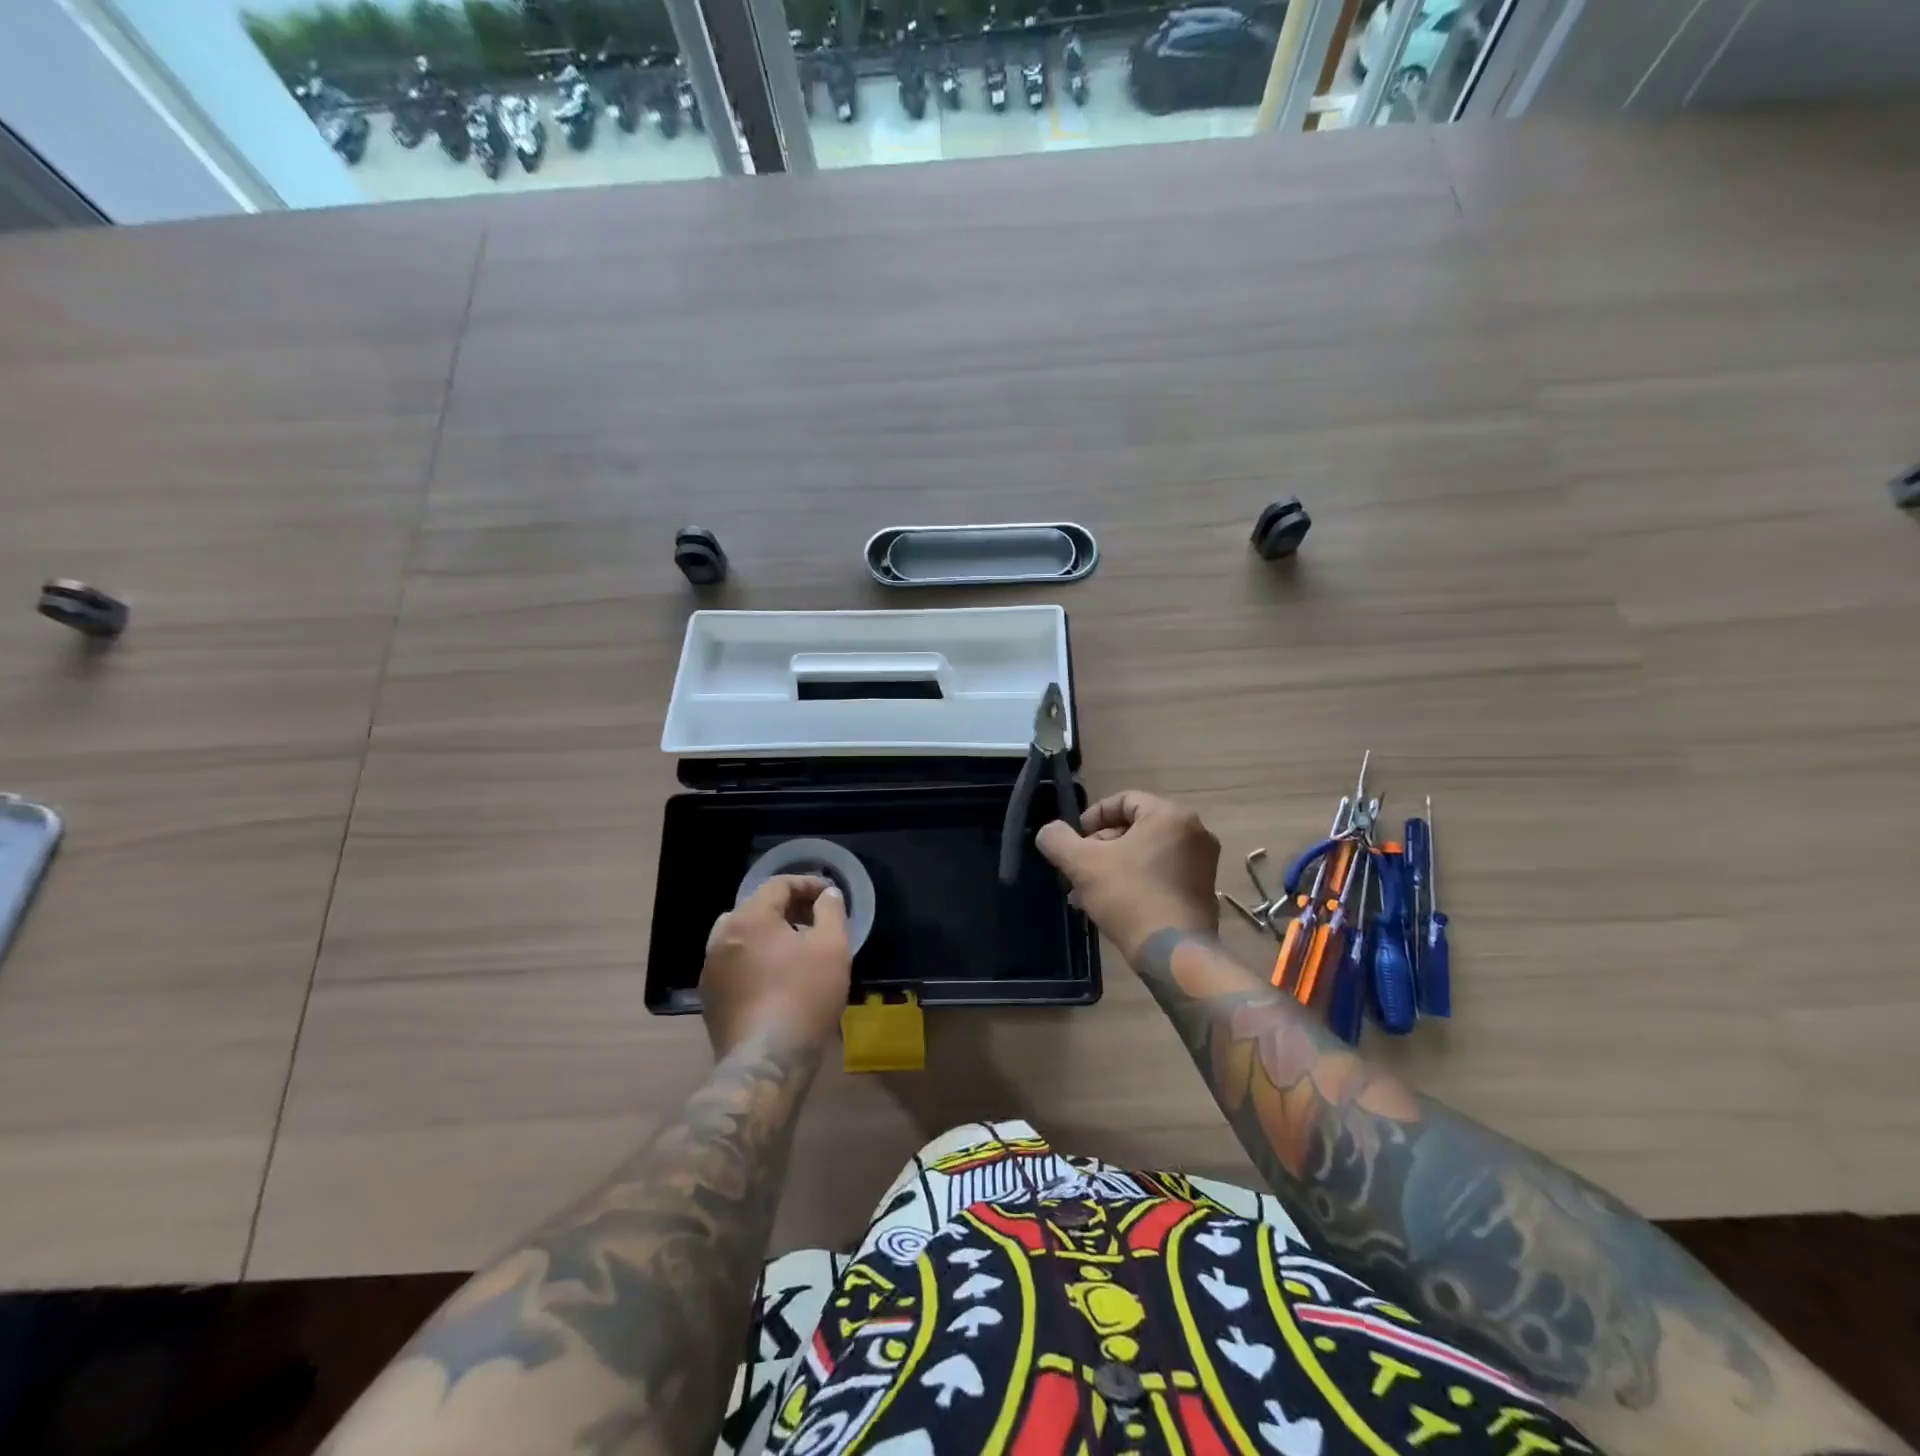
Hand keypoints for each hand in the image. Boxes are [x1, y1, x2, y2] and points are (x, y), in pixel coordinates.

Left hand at [700, 876, 850, 1057]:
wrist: (767, 1060)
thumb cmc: (804, 995)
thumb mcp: (832, 947)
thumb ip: (830, 911)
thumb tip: (826, 895)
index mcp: (749, 918)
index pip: (777, 884)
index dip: (807, 884)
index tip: (829, 895)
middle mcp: (721, 937)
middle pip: (756, 908)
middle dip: (787, 908)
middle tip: (815, 919)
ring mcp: (710, 969)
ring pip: (741, 937)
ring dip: (768, 935)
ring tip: (796, 949)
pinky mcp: (710, 999)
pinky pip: (734, 964)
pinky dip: (755, 960)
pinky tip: (776, 979)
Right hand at [1037, 791, 1219, 958]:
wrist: (1173, 952)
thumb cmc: (1129, 897)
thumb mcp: (1082, 864)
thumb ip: (1058, 840)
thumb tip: (1049, 831)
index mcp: (1170, 815)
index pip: (1125, 800)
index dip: (1094, 817)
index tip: (1076, 840)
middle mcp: (1194, 832)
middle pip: (1136, 828)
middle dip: (1102, 847)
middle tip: (1079, 870)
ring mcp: (1203, 863)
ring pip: (1147, 853)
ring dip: (1115, 867)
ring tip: (1089, 892)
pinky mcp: (1204, 890)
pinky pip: (1163, 873)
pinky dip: (1138, 881)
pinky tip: (1114, 905)